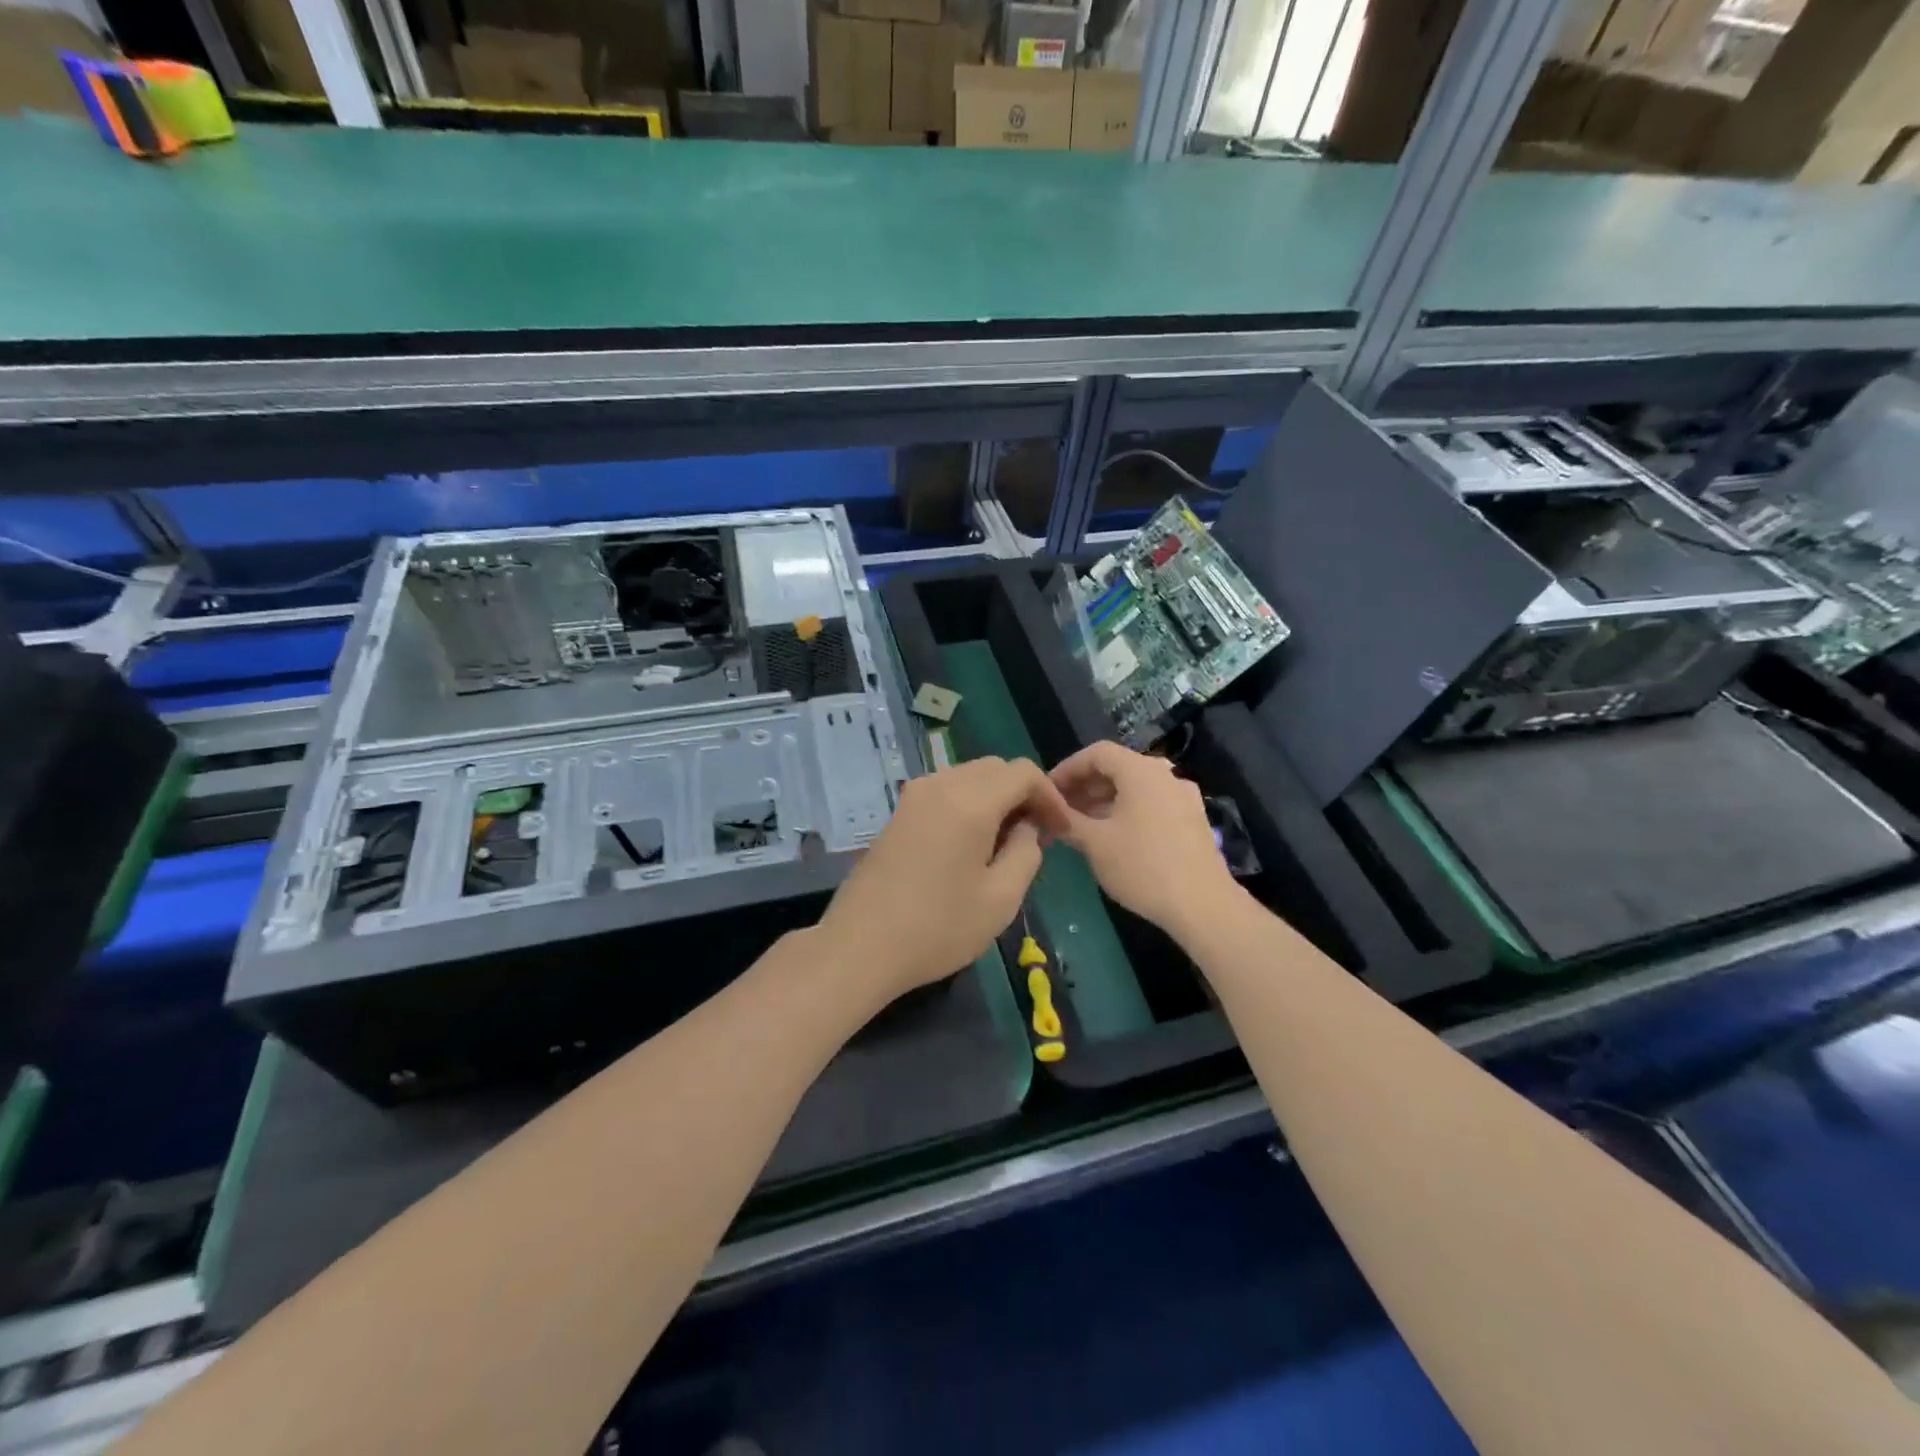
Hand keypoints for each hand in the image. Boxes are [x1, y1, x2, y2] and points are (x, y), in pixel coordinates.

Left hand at [816, 757, 1070, 1004]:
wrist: (860, 946)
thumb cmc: (937, 928)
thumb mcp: (1001, 899)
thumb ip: (1026, 853)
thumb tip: (1027, 827)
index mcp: (970, 802)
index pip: (1023, 772)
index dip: (1050, 796)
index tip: (1060, 831)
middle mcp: (941, 785)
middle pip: (995, 768)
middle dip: (1023, 794)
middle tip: (1037, 835)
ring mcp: (914, 796)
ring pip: (969, 776)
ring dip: (995, 797)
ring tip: (1007, 841)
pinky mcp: (898, 812)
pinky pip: (945, 790)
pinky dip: (969, 803)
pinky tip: (972, 842)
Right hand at [1051, 741, 1240, 937]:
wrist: (1203, 905)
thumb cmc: (1143, 867)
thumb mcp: (1095, 844)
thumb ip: (1068, 821)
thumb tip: (1049, 813)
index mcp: (1141, 771)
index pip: (1097, 753)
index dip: (1067, 768)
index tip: (1047, 791)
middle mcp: (1165, 776)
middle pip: (1117, 768)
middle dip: (1084, 786)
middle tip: (1060, 809)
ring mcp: (1183, 797)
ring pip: (1135, 788)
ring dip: (1104, 800)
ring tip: (1081, 825)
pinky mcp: (1192, 820)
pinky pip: (1151, 804)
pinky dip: (1127, 811)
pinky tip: (1112, 837)